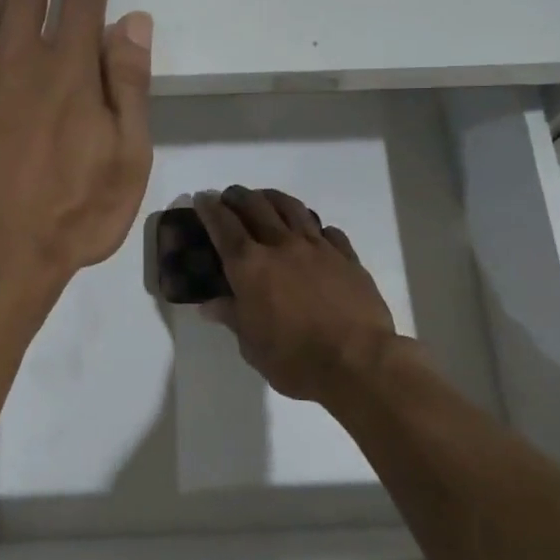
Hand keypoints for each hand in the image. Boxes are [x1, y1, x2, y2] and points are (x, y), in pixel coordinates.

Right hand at [195, 186, 399, 402]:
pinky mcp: (347, 257)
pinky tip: (313, 233)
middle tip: (230, 197)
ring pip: (292, 209)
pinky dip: (314, 227)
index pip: (223, 226)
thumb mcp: (251, 346)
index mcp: (249, 266)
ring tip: (266, 199)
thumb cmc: (294, 359)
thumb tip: (211, 305)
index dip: (209, 209)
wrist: (358, 361)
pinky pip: (327, 231)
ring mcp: (317, 248)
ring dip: (273, 198)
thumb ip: (232, 317)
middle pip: (256, 207)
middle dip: (238, 197)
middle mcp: (281, 246)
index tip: (202, 198)